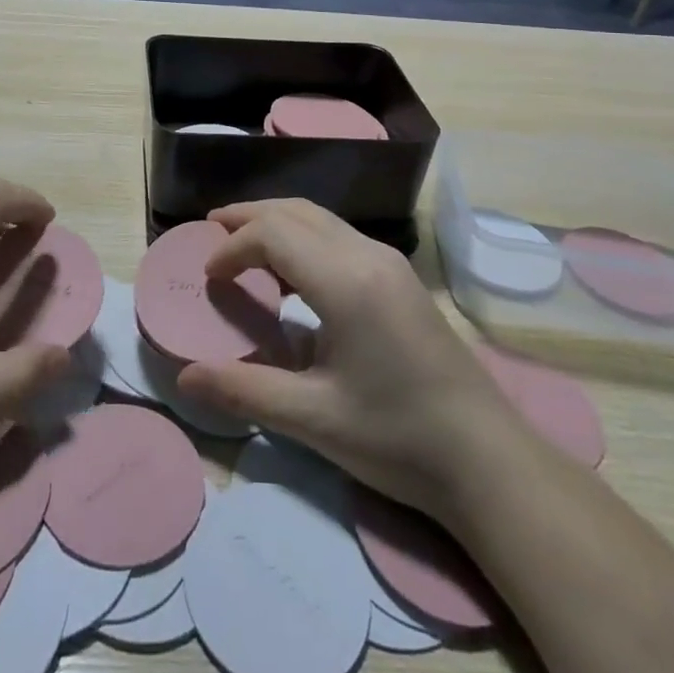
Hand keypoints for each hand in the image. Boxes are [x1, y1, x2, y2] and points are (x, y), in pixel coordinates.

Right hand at [176, 199, 514, 518]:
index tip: (208, 276)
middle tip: (210, 229)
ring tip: (242, 241)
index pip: (273, 234)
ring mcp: (389, 263)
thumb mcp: (313, 419)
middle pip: (296, 211)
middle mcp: (368, 255)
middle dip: (249, 216)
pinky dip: (303, 237)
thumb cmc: (397, 438)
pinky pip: (339, 236)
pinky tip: (292, 271)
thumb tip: (184, 377)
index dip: (232, 246)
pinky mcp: (401, 278)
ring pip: (321, 218)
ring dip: (277, 222)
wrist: (489, 461)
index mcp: (345, 281)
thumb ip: (244, 390)